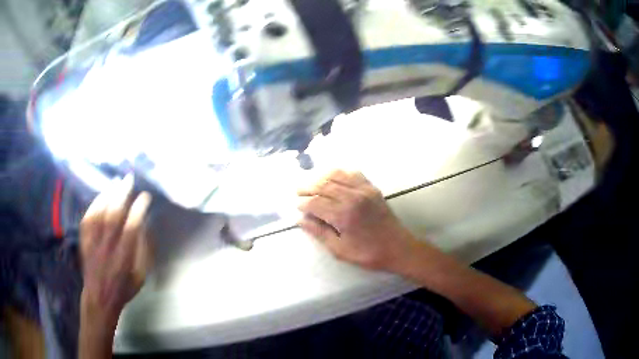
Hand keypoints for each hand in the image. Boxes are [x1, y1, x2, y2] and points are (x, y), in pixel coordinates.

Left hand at [79, 175, 151, 327]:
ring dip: (108, 194)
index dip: (138, 210)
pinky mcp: (84, 241)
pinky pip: (88, 218)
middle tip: (129, 179)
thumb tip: (144, 228)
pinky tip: (101, 195)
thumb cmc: (123, 288)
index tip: (145, 197)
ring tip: (116, 181)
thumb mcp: (140, 277)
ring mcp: (93, 242)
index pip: (131, 228)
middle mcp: (108, 247)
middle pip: (114, 215)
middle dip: (122, 194)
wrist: (99, 297)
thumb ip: (143, 253)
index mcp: (124, 258)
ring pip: (100, 213)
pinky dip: (94, 204)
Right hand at [297, 170, 417, 271]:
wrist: (398, 248)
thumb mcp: (340, 250)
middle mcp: (353, 198)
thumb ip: (319, 233)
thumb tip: (300, 220)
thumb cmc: (368, 254)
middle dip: (308, 187)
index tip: (297, 205)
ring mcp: (364, 190)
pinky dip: (340, 172)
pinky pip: (353, 174)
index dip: (304, 203)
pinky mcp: (372, 188)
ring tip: (311, 182)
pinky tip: (333, 177)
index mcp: (343, 215)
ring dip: (321, 177)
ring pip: (337, 175)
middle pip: (324, 185)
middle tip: (298, 190)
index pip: (316, 203)